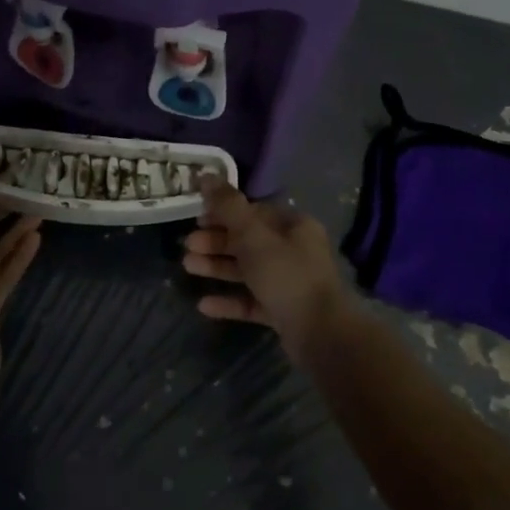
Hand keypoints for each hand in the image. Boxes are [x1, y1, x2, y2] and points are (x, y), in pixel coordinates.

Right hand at [183, 175, 359, 365]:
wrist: (322, 334)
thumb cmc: (287, 275)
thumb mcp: (253, 235)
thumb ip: (227, 206)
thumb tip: (206, 175)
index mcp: (294, 227)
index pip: (254, 211)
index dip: (224, 213)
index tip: (197, 218)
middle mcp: (294, 251)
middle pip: (248, 241)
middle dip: (216, 242)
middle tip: (188, 245)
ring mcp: (290, 283)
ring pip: (247, 270)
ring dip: (217, 267)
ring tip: (188, 266)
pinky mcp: (284, 312)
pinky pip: (252, 301)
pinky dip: (229, 300)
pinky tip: (203, 305)